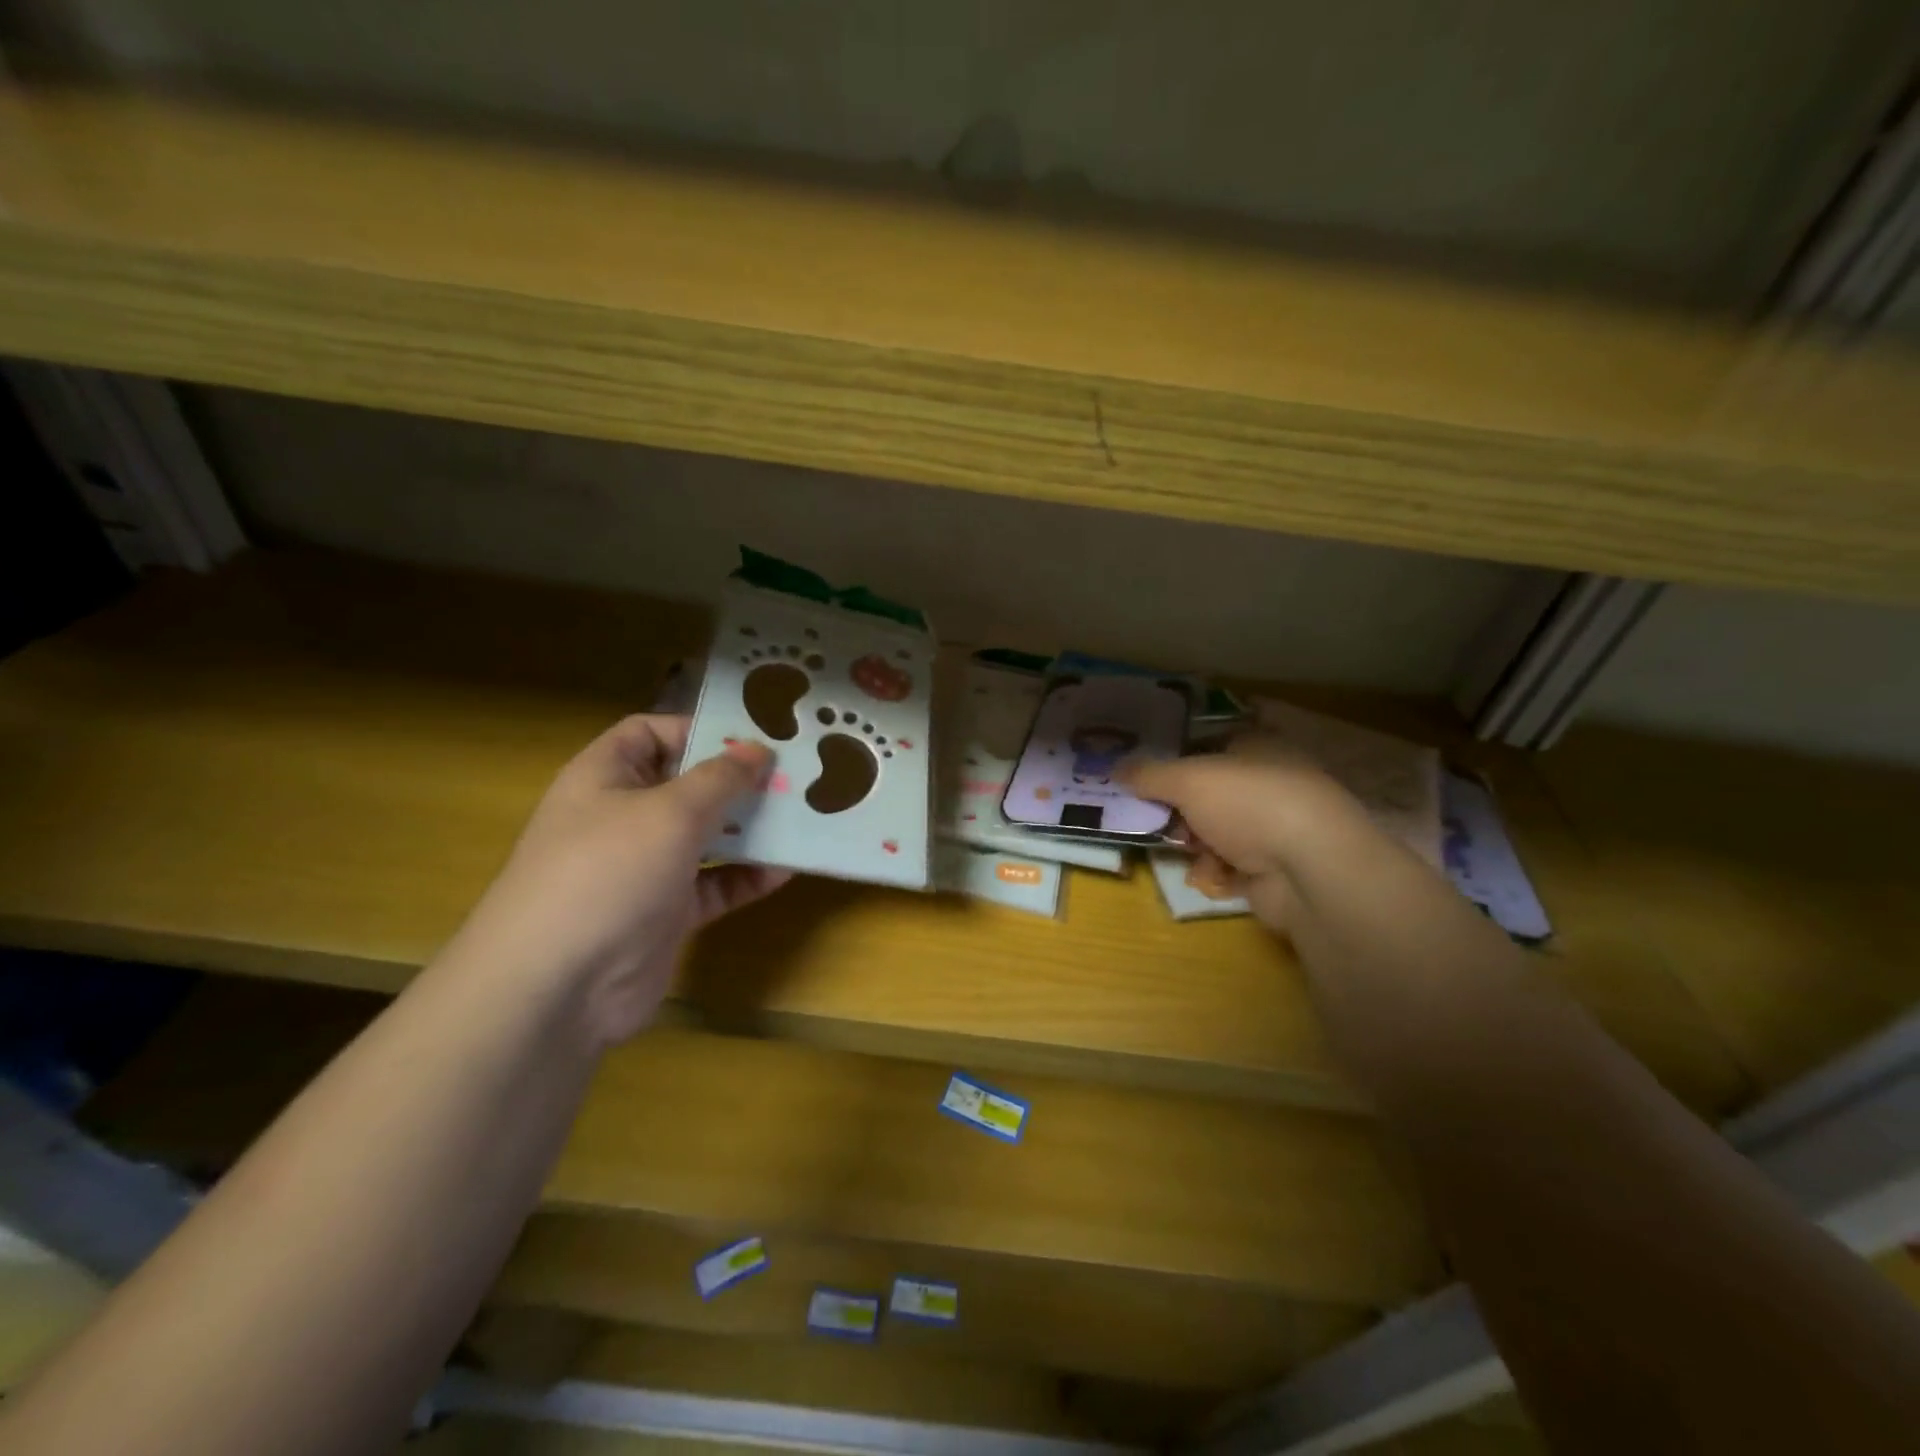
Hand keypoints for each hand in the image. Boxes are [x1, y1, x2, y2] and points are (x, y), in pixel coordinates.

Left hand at [455, 714, 790, 1046]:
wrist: (558, 985)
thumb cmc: (609, 871)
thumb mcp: (670, 811)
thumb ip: (720, 778)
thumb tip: (758, 750)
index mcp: (606, 777)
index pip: (651, 733)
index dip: (698, 729)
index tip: (753, 737)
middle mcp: (624, 817)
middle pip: (688, 785)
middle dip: (739, 781)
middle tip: (795, 776)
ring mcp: (645, 867)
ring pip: (706, 836)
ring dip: (751, 828)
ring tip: (803, 817)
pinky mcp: (666, 913)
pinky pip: (715, 884)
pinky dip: (747, 876)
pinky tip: (787, 869)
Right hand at [1123, 736, 1364, 929]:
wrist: (1310, 871)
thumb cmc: (1249, 803)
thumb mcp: (1188, 779)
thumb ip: (1148, 773)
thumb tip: (1115, 767)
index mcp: (1259, 748)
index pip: (1213, 744)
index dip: (1179, 756)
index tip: (1145, 772)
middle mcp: (1270, 783)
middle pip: (1210, 793)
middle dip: (1180, 809)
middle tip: (1153, 817)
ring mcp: (1275, 829)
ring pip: (1216, 832)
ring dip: (1195, 845)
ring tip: (1186, 853)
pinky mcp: (1276, 870)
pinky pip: (1231, 867)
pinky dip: (1216, 872)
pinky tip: (1211, 877)